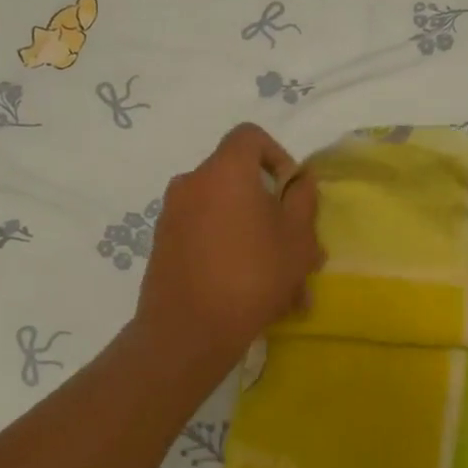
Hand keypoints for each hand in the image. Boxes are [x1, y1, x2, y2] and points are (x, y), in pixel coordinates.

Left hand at [133, 124, 322, 377]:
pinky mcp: (163, 247)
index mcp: (224, 170)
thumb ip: (303, 200)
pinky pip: (207, 238)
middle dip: (272, 212)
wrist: (188, 331)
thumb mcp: (298, 238)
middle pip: (239, 182)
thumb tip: (298, 181)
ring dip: (256, 241)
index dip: (278, 156)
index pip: (250, 136)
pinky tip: (252, 295)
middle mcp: (191, 183)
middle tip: (297, 250)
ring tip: (283, 287)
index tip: (292, 193)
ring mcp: (172, 216)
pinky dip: (230, 254)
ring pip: (226, 217)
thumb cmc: (252, 275)